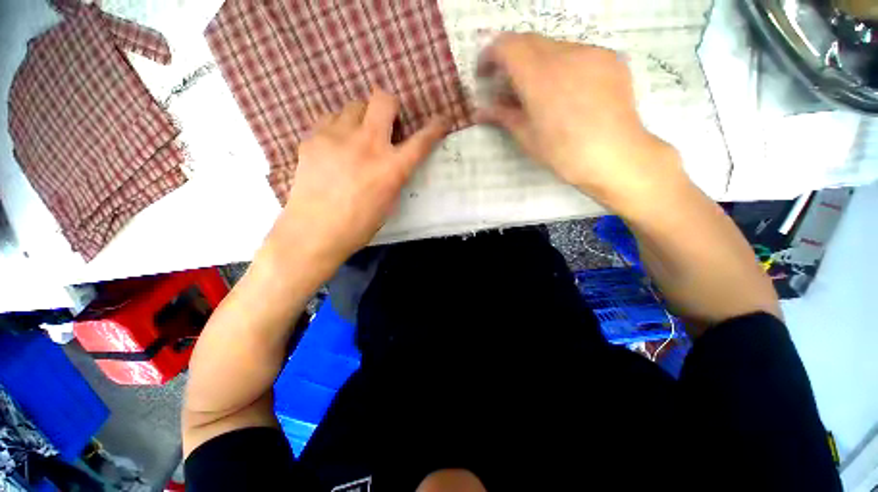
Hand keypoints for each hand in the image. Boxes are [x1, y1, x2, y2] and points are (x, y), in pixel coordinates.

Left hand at [265, 88, 448, 268]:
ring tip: (357, 137)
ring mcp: (337, 137)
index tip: (441, 121)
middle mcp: (368, 144)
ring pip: (355, 105)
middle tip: (387, 125)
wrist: (314, 231)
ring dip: (363, 118)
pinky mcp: (313, 138)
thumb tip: (394, 158)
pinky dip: (339, 126)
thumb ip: (395, 175)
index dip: (435, 128)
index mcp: (391, 168)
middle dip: (391, 107)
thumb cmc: (358, 225)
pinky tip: (336, 145)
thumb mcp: (388, 202)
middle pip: (384, 99)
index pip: (421, 141)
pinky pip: (331, 118)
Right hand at [477, 33, 687, 215]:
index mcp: (539, 77)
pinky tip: (567, 91)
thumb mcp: (527, 138)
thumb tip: (479, 111)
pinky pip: (577, 53)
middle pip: (529, 41)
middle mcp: (565, 54)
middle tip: (509, 85)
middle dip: (512, 58)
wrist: (616, 156)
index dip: (490, 55)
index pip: (507, 46)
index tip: (485, 75)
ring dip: (538, 62)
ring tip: (540, 92)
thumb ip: (503, 116)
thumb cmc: (564, 153)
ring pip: (553, 46)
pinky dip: (562, 66)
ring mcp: (591, 53)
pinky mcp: (610, 58)